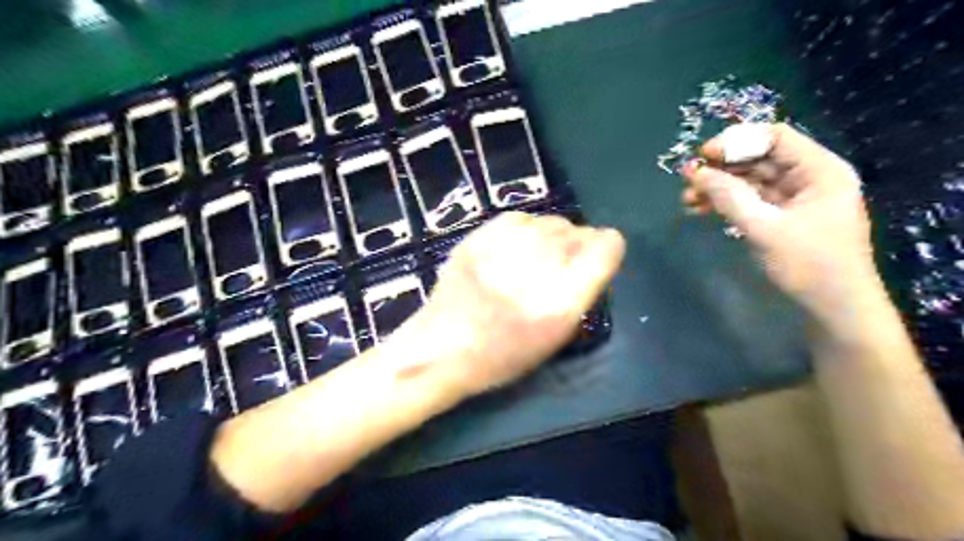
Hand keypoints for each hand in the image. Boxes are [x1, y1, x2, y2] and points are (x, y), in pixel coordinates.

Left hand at [396, 211, 624, 395]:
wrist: (443, 347)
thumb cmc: (503, 356)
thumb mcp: (556, 336)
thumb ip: (581, 293)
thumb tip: (590, 259)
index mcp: (564, 298)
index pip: (607, 246)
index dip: (607, 249)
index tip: (596, 260)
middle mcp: (541, 263)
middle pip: (580, 230)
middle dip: (578, 246)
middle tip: (559, 268)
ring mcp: (507, 244)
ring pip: (552, 221)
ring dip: (552, 237)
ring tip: (533, 260)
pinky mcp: (482, 234)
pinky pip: (521, 218)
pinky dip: (525, 231)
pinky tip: (513, 251)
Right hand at [680, 122, 878, 321]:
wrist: (835, 307)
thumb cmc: (809, 265)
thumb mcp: (765, 229)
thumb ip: (730, 198)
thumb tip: (696, 173)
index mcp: (819, 170)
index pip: (775, 137)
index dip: (737, 141)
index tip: (703, 155)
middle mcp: (809, 177)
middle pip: (759, 158)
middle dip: (721, 168)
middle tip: (687, 180)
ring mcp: (795, 197)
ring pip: (751, 180)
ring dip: (719, 187)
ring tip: (688, 200)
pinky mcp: (783, 216)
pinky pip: (751, 200)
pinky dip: (727, 203)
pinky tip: (701, 210)